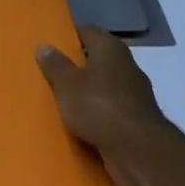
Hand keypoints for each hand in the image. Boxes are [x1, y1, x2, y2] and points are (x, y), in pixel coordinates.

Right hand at [37, 25, 171, 185]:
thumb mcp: (67, 84)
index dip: (68, 37)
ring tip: (61, 102)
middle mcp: (126, 66)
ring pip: (104, 88)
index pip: (87, 32)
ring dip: (87, 95)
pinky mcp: (138, 122)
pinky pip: (111, 113)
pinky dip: (98, 117)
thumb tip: (44, 46)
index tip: (50, 45)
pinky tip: (80, 126)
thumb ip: (55, 65)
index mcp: (110, 48)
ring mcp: (135, 95)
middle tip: (51, 74)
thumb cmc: (99, 106)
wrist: (139, 153)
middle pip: (96, 60)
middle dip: (76, 68)